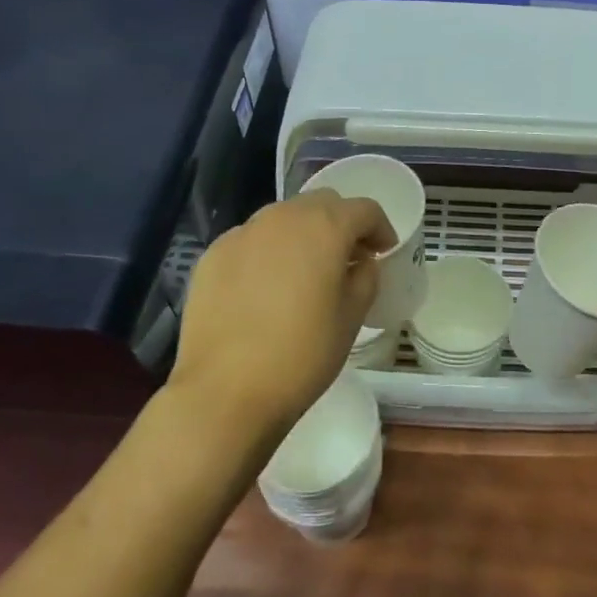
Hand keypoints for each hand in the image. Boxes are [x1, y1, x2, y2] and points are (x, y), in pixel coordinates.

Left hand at [167, 189, 396, 445]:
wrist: (224, 392)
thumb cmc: (302, 355)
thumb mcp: (352, 318)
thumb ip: (365, 277)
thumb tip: (359, 262)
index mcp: (325, 227)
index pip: (364, 209)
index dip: (380, 228)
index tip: (383, 252)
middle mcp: (283, 217)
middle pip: (322, 203)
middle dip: (340, 223)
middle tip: (347, 258)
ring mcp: (243, 233)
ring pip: (283, 218)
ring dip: (302, 234)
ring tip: (305, 271)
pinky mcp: (213, 254)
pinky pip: (251, 240)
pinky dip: (267, 251)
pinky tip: (265, 288)